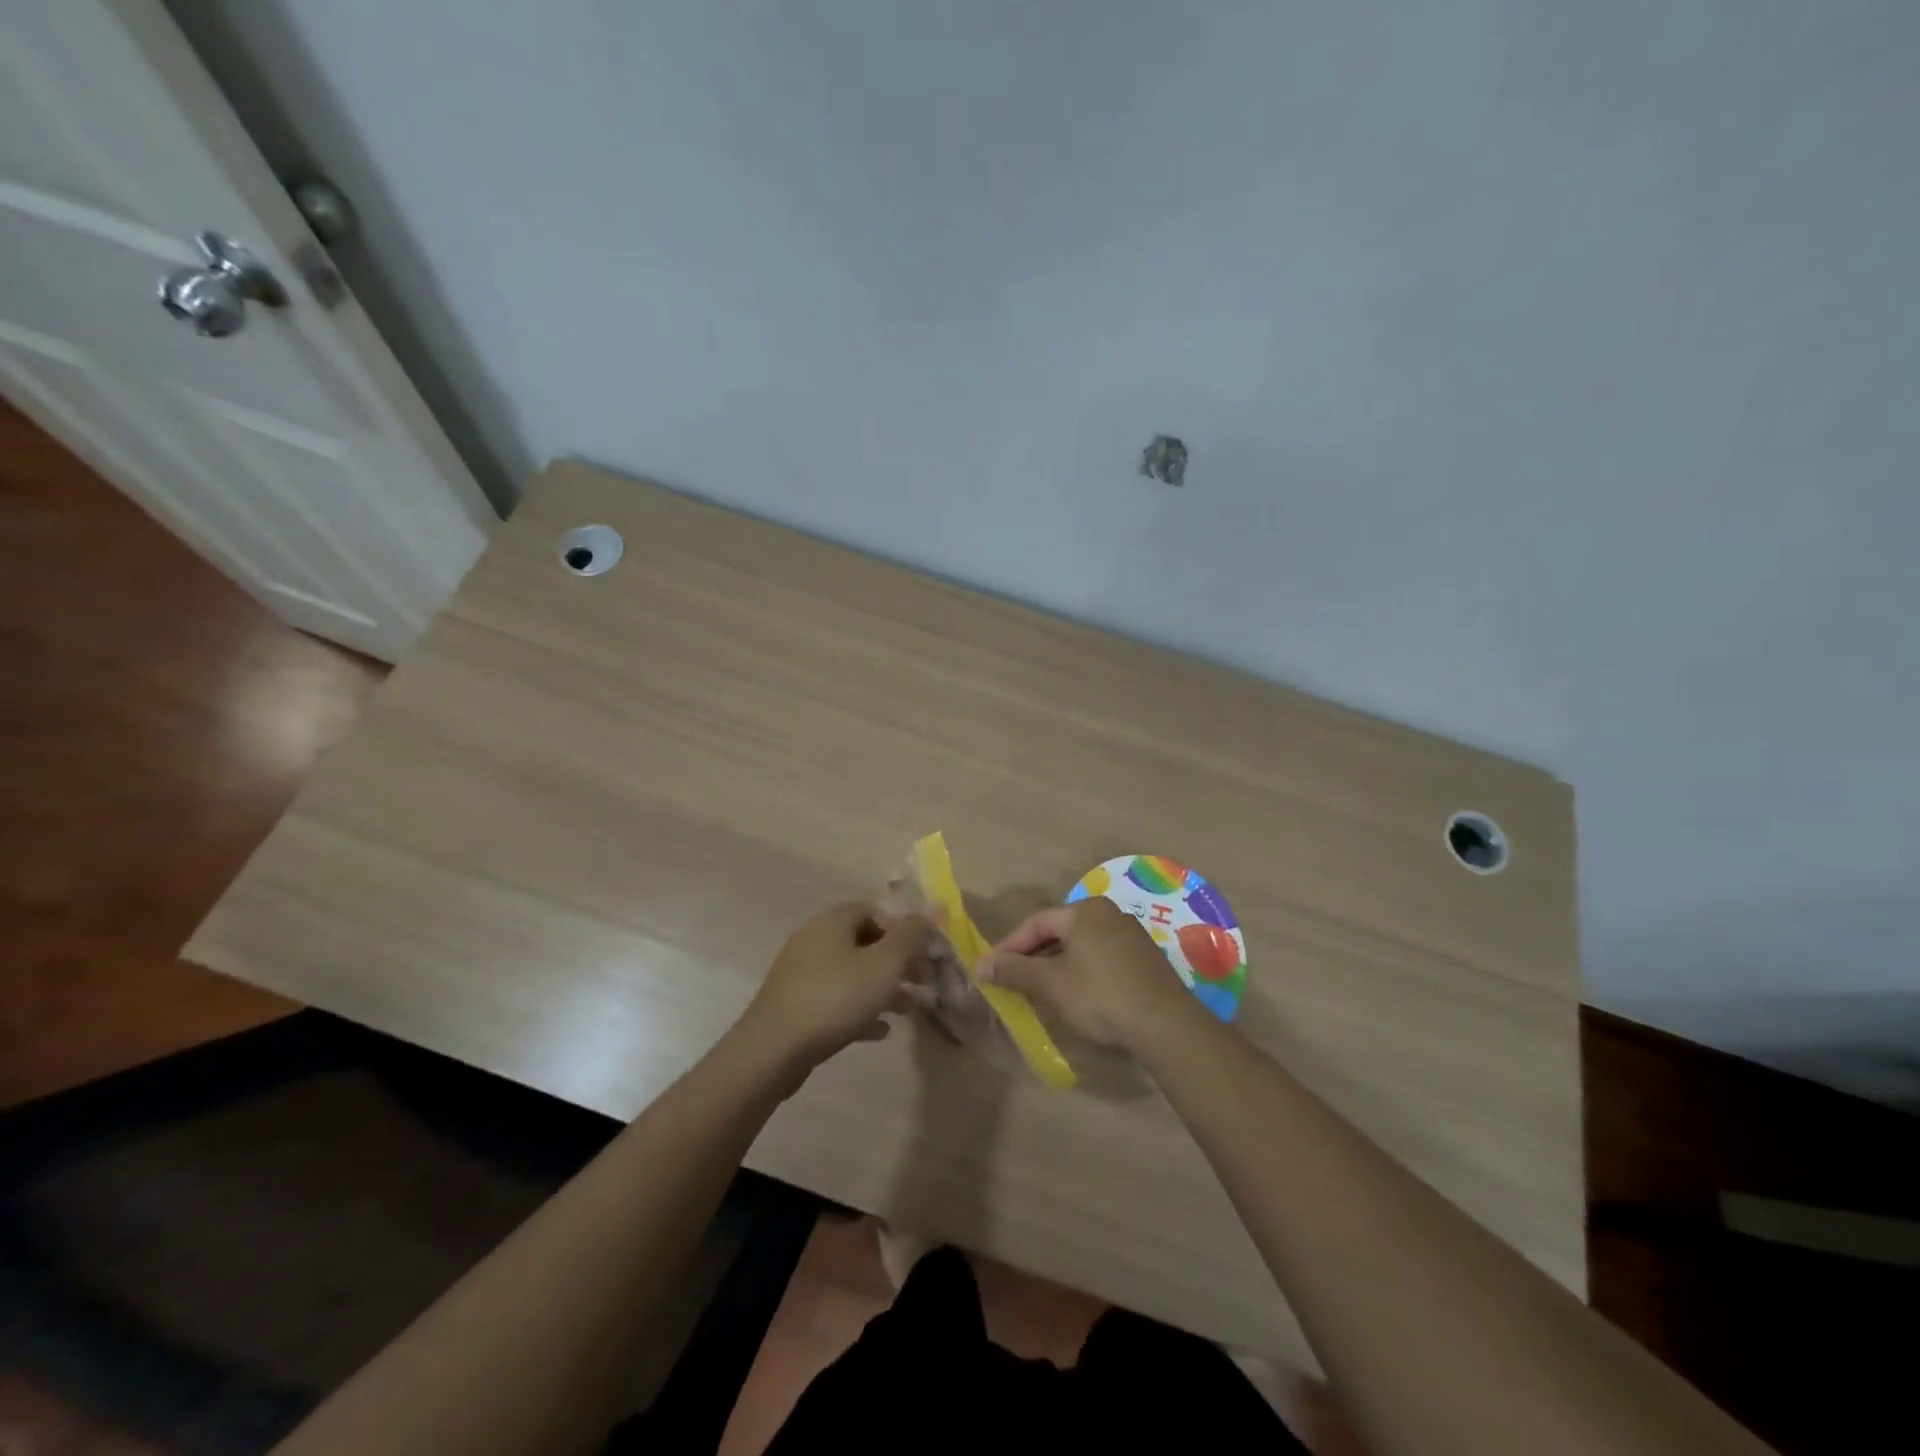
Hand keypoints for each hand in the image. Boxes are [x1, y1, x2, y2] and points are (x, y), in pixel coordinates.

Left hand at [737, 902, 932, 1073]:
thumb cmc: (835, 998)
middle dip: (897, 962)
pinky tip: (879, 1031)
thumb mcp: (885, 964)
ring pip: (852, 972)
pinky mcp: (794, 1003)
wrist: (772, 1049)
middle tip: (922, 984)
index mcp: (834, 920)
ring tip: (907, 1010)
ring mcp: (801, 972)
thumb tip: (931, 910)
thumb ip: (911, 936)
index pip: (877, 910)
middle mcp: (815, 938)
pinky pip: (835, 999)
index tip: (926, 955)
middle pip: (865, 942)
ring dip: (882, 987)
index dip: (906, 930)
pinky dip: (859, 1009)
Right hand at [980, 897, 1194, 1051]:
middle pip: (1059, 932)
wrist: (1165, 1024)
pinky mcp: (1145, 959)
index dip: (1010, 946)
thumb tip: (980, 964)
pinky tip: (1075, 996)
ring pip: (1081, 947)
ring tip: (1039, 991)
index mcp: (1085, 911)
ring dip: (1056, 966)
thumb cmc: (1100, 996)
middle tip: (1012, 981)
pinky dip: (1081, 972)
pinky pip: (1101, 958)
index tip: (991, 969)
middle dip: (1033, 957)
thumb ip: (1014, 970)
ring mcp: (1131, 936)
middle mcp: (1109, 914)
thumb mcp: (1051, 984)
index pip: (1036, 922)